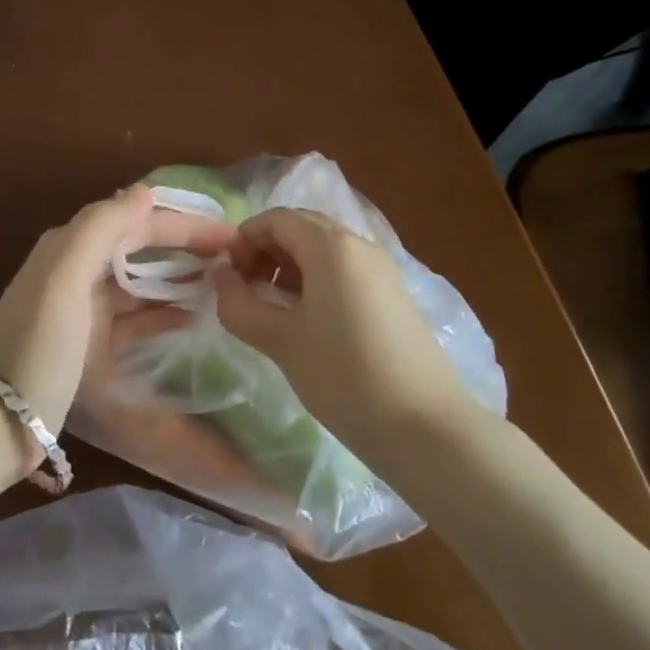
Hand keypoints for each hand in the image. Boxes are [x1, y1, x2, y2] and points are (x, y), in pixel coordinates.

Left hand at [0, 186, 234, 465]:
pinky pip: (135, 317)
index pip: (138, 221)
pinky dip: (163, 313)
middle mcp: (77, 268)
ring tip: (224, 285)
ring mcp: (83, 308)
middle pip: (142, 247)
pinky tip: (194, 320)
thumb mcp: (65, 278)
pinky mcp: (89, 343)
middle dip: (186, 247)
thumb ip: (101, 228)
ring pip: (141, 281)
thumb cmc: (38, 344)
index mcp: (71, 245)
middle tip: (235, 259)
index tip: (231, 237)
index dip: (185, 224)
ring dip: (179, 278)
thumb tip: (145, 192)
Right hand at [212, 208, 480, 454]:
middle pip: (301, 228)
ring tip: (271, 308)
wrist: (428, 430)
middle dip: (266, 251)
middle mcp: (359, 245)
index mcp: (331, 246)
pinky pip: (344, 271)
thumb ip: (240, 304)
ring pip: (323, 250)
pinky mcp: (393, 296)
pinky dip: (316, 281)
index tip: (226, 276)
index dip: (244, 239)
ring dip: (289, 267)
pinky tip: (307, 322)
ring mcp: (381, 270)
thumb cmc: (345, 377)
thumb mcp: (281, 341)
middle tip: (245, 289)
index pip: (276, 219)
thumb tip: (220, 277)